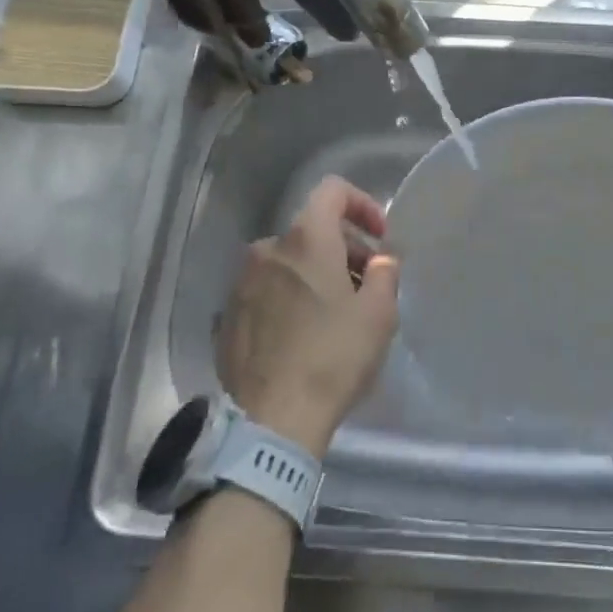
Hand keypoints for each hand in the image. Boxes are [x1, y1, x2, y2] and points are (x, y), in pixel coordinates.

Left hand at [217, 176, 400, 457]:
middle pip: (312, 230)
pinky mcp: (227, 316)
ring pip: (287, 262)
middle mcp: (268, 249)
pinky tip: (302, 336)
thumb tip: (381, 260)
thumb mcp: (379, 314)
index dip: (361, 205)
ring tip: (335, 314)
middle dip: (344, 248)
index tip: (379, 238)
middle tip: (366, 285)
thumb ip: (385, 273)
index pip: (332, 190)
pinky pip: (266, 291)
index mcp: (305, 239)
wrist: (272, 421)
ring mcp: (241, 283)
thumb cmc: (333, 357)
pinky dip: (288, 298)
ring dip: (315, 274)